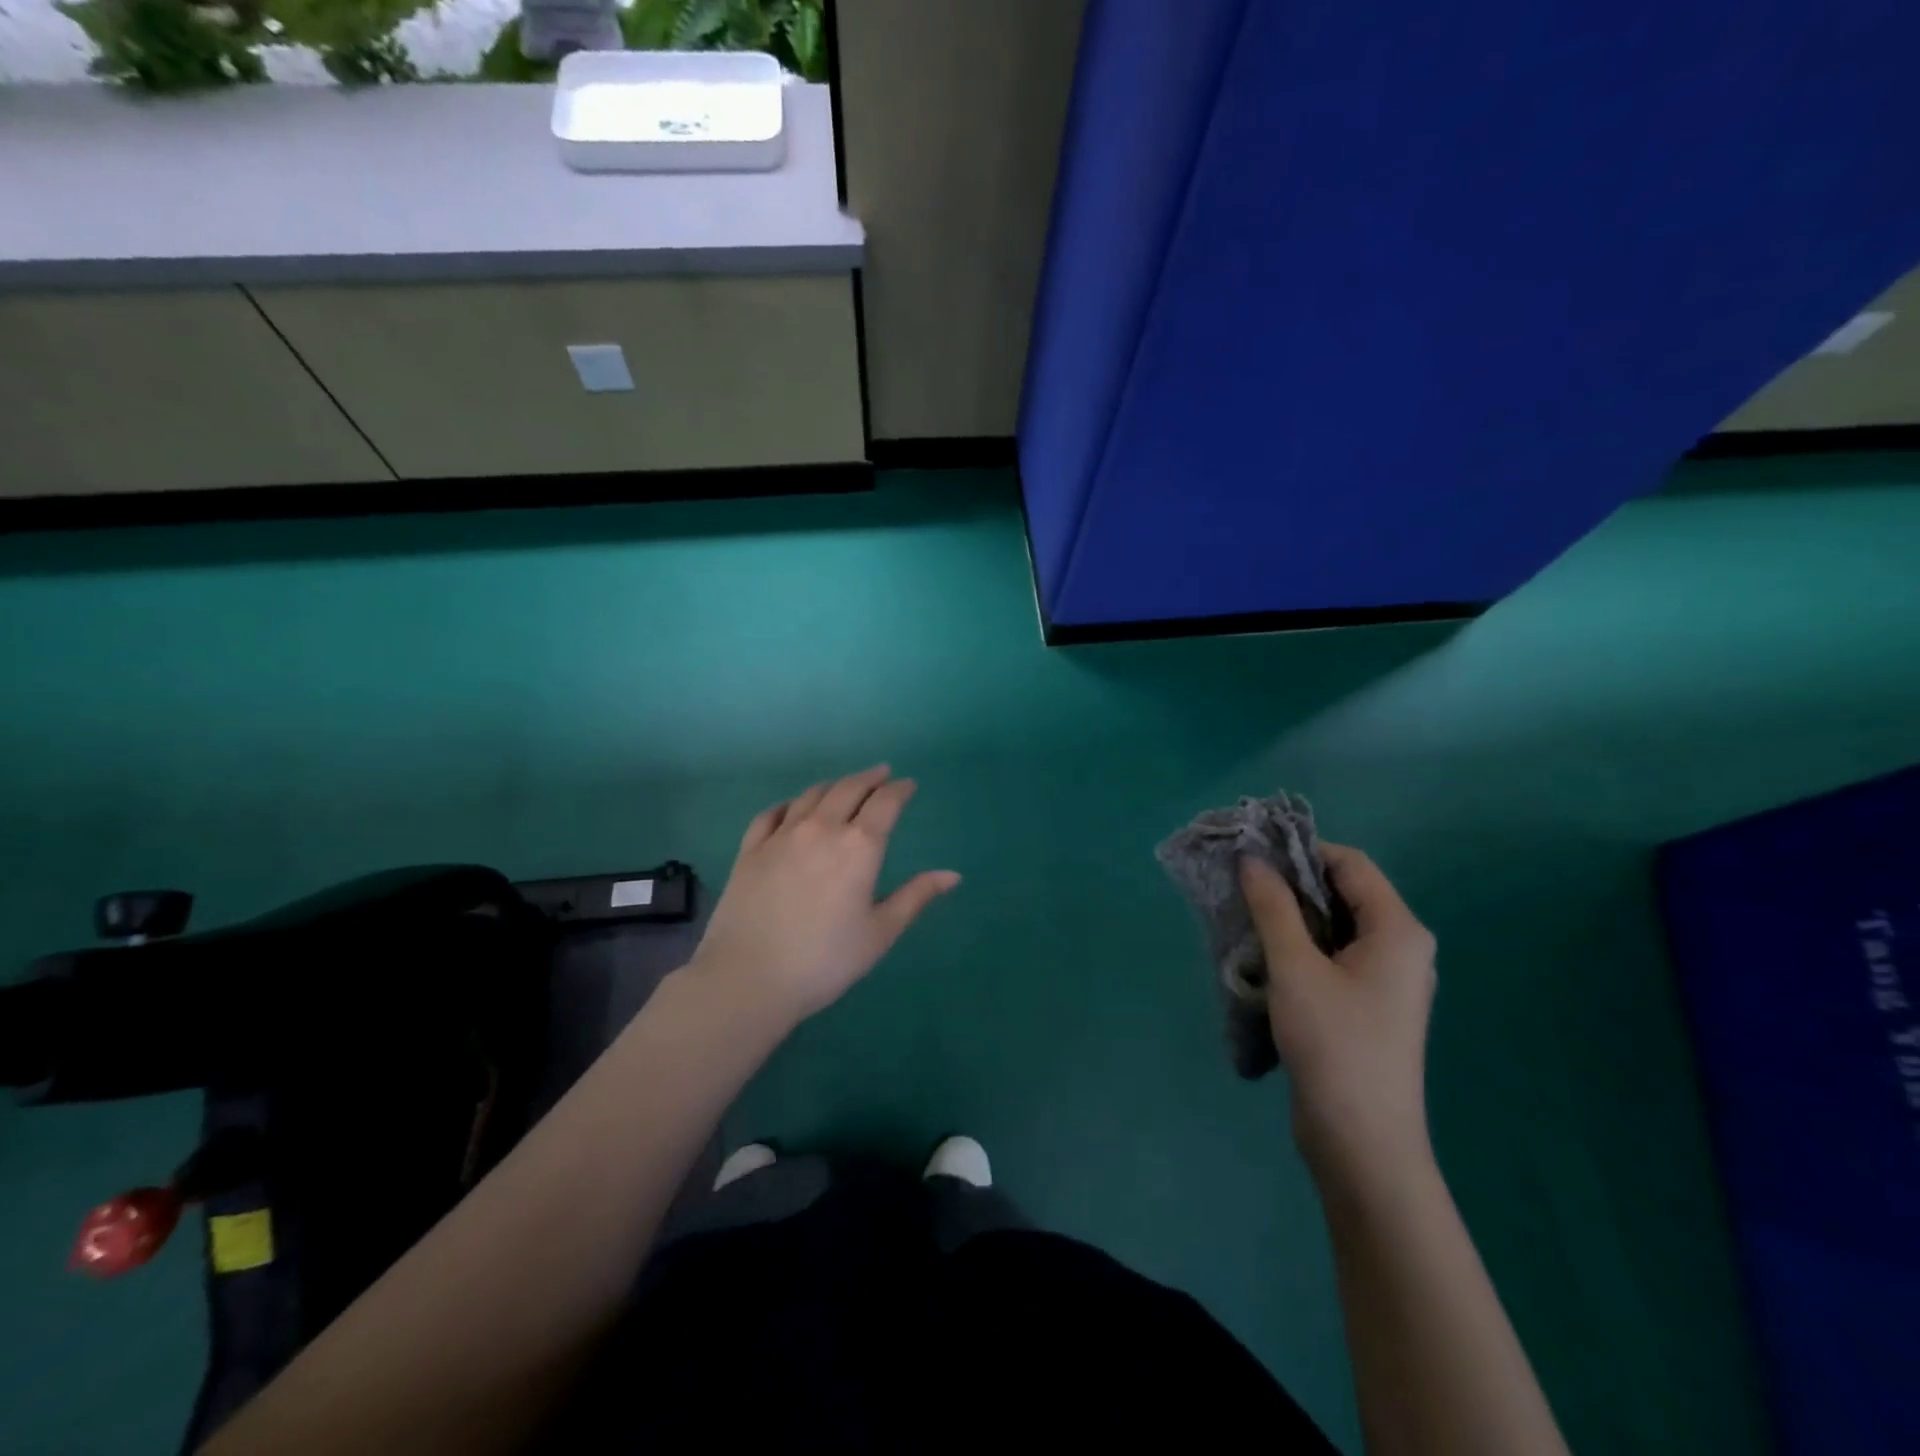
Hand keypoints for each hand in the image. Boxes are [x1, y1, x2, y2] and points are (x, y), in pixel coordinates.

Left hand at [688, 766, 960, 1024]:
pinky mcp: (750, 849)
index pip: (885, 803)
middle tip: (881, 773)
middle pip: (848, 789)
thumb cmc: (825, 960)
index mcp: (859, 847)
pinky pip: (771, 813)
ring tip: (844, 786)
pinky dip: (789, 803)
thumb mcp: (880, 932)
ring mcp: (782, 836)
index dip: (899, 790)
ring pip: (811, 795)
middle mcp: (821, 829)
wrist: (748, 978)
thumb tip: (952, 875)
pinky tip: (792, 807)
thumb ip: (915, 897)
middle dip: (869, 778)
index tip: (908, 784)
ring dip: (833, 785)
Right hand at [1240, 845, 1437, 1183]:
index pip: (1349, 864)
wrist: (1362, 1141)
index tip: (1251, 856)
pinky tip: (1265, 956)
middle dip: (1291, 884)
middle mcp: (1401, 947)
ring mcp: (1386, 980)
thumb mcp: (1295, 967)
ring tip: (1245, 917)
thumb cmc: (1334, 1044)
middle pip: (1344, 892)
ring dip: (1291, 917)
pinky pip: (1334, 956)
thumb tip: (1252, 859)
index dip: (1301, 851)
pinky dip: (1300, 946)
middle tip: (1241, 885)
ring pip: (1335, 926)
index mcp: (1398, 930)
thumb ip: (1273, 906)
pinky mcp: (1369, 1005)